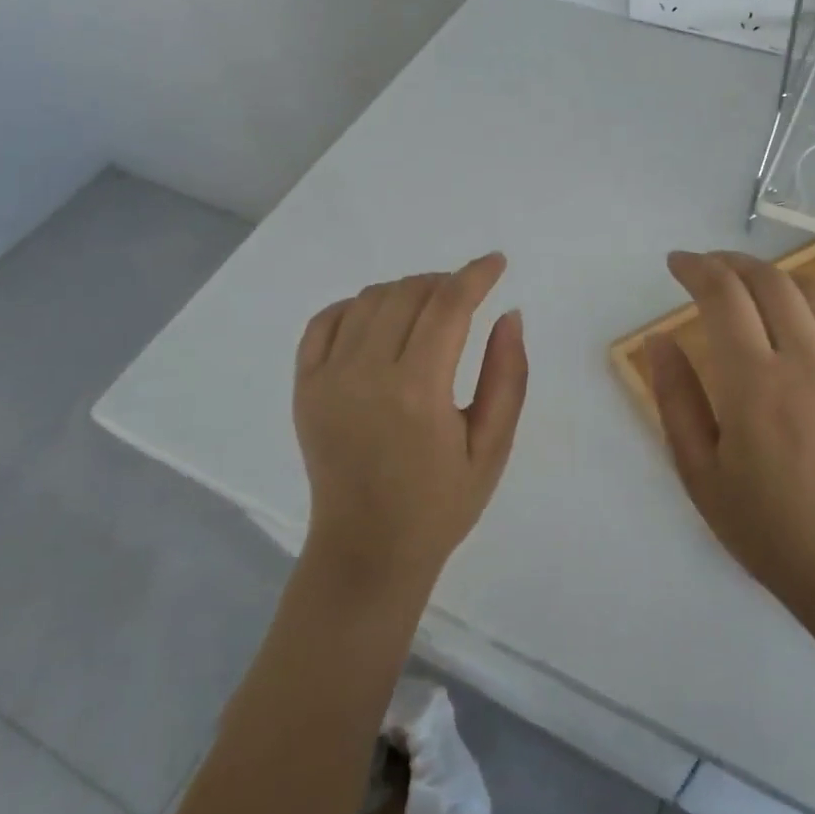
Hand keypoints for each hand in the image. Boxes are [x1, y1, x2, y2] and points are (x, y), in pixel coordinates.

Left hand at [293, 254, 527, 604]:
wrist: (367, 551)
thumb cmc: (441, 504)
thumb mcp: (493, 446)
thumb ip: (507, 376)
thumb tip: (510, 314)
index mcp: (419, 392)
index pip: (449, 306)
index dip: (476, 275)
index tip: (497, 263)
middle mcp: (367, 374)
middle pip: (409, 293)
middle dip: (446, 281)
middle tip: (468, 295)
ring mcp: (328, 378)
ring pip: (370, 300)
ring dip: (407, 290)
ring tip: (430, 309)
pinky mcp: (304, 387)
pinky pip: (325, 321)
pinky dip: (357, 306)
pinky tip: (381, 322)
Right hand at [646, 251, 814, 624]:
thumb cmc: (770, 528)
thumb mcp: (700, 473)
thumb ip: (674, 398)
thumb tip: (658, 338)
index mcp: (755, 383)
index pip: (723, 294)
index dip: (696, 268)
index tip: (677, 263)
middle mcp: (809, 358)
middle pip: (769, 279)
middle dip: (732, 263)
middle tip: (710, 269)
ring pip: (813, 290)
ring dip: (775, 278)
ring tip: (753, 290)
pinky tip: (804, 320)